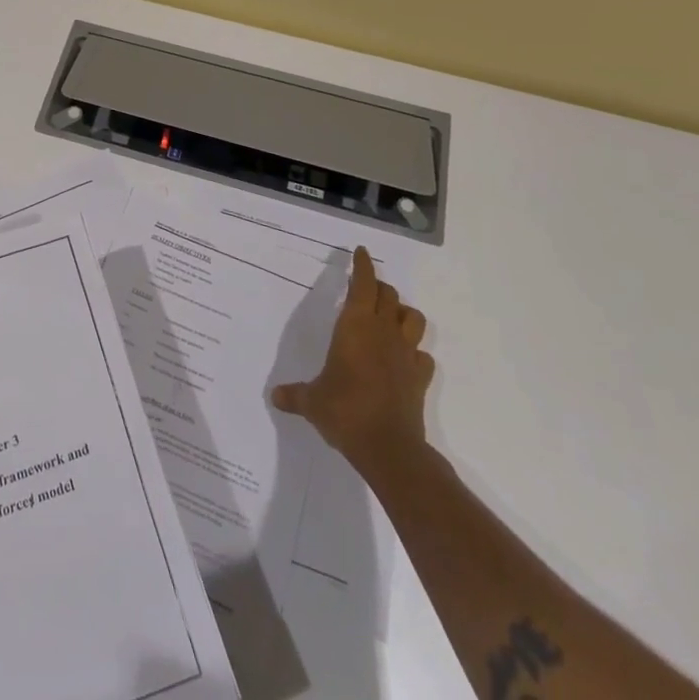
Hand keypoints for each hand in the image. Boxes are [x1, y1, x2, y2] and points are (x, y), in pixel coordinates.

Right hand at [271, 246, 432, 475]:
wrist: (387, 447)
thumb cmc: (344, 410)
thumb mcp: (311, 401)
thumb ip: (294, 395)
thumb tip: (274, 396)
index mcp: (355, 326)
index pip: (363, 283)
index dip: (363, 265)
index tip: (361, 252)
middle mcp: (383, 332)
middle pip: (389, 295)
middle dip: (379, 288)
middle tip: (366, 290)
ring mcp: (405, 354)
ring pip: (414, 318)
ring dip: (403, 314)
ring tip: (390, 320)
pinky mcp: (420, 378)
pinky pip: (423, 356)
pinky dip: (415, 353)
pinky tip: (404, 361)